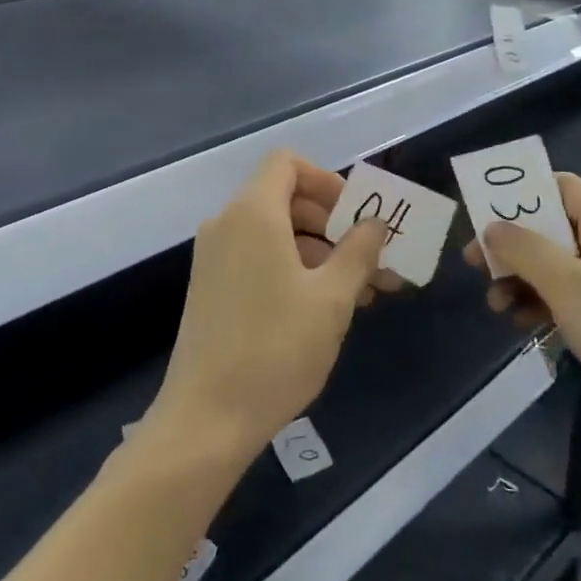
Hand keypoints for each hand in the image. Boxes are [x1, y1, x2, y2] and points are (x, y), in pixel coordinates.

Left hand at [149, 152, 386, 462]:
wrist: (206, 418)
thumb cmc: (276, 348)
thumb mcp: (333, 298)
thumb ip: (359, 251)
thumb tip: (375, 223)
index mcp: (252, 213)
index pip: (287, 163)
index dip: (326, 180)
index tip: (355, 216)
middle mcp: (227, 224)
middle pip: (284, 198)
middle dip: (332, 222)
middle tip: (369, 258)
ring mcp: (214, 257)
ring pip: (275, 232)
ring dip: (319, 251)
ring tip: (361, 292)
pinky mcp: (211, 287)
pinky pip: (258, 257)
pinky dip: (293, 268)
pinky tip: (325, 308)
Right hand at [465, 174, 580, 464]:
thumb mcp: (567, 285)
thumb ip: (524, 249)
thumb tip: (492, 226)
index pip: (557, 186)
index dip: (517, 196)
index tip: (481, 219)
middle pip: (553, 227)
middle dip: (513, 246)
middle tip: (476, 267)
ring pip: (559, 265)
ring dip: (524, 279)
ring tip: (495, 305)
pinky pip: (573, 297)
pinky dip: (545, 304)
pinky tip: (522, 324)